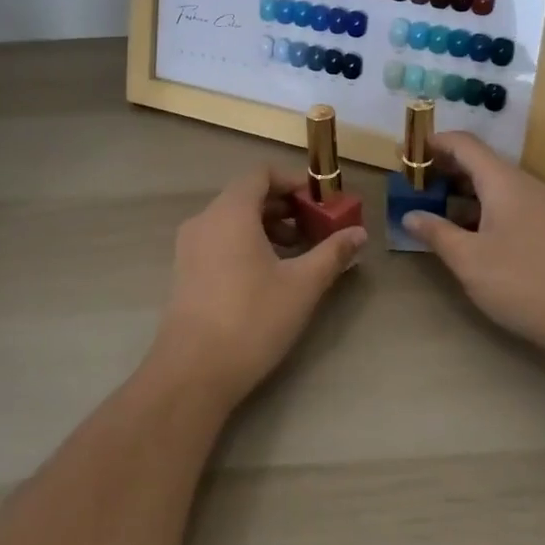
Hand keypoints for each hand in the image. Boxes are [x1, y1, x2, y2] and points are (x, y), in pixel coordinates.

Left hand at [152, 166, 366, 407]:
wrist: (193, 371)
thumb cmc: (251, 318)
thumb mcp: (302, 285)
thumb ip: (332, 253)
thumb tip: (359, 233)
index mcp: (230, 211)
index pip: (261, 174)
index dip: (292, 181)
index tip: (319, 202)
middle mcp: (205, 220)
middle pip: (246, 195)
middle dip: (283, 207)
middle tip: (314, 229)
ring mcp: (189, 247)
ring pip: (232, 220)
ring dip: (266, 227)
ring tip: (295, 254)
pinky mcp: (184, 272)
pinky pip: (219, 240)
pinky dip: (245, 243)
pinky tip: (267, 275)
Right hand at [404, 133, 544, 360]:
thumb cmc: (521, 281)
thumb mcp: (468, 259)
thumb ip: (436, 232)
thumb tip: (410, 215)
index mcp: (502, 181)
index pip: (464, 144)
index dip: (434, 143)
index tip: (406, 155)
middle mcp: (521, 184)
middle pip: (478, 161)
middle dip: (443, 167)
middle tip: (413, 183)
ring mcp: (537, 205)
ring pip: (492, 184)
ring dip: (460, 189)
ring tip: (431, 206)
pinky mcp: (544, 226)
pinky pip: (504, 202)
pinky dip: (478, 206)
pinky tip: (463, 230)